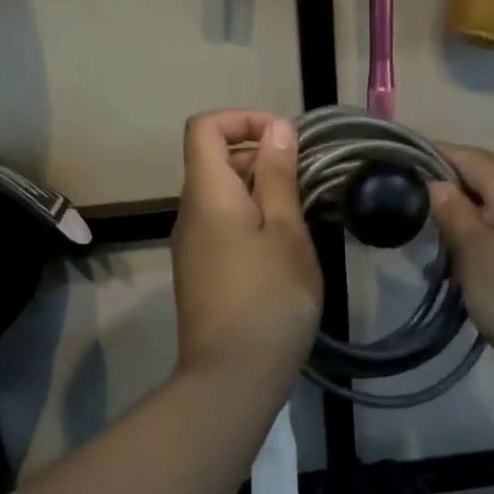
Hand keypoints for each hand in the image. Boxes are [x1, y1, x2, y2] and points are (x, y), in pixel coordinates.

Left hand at [171, 111, 322, 390]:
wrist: (234, 375)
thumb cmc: (270, 297)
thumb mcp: (286, 231)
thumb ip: (279, 176)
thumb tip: (275, 128)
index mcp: (207, 194)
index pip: (204, 127)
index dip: (243, 119)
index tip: (284, 140)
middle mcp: (189, 214)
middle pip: (213, 161)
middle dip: (258, 156)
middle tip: (305, 179)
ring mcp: (190, 247)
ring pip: (220, 197)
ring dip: (259, 192)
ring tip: (301, 216)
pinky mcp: (199, 274)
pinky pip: (221, 228)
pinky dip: (250, 221)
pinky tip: (282, 251)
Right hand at [429, 144, 493, 395]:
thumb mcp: (475, 255)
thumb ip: (454, 214)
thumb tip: (438, 183)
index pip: (467, 155)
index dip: (434, 156)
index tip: (402, 166)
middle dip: (461, 183)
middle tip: (431, 212)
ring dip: (482, 212)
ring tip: (456, 246)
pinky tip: (490, 266)